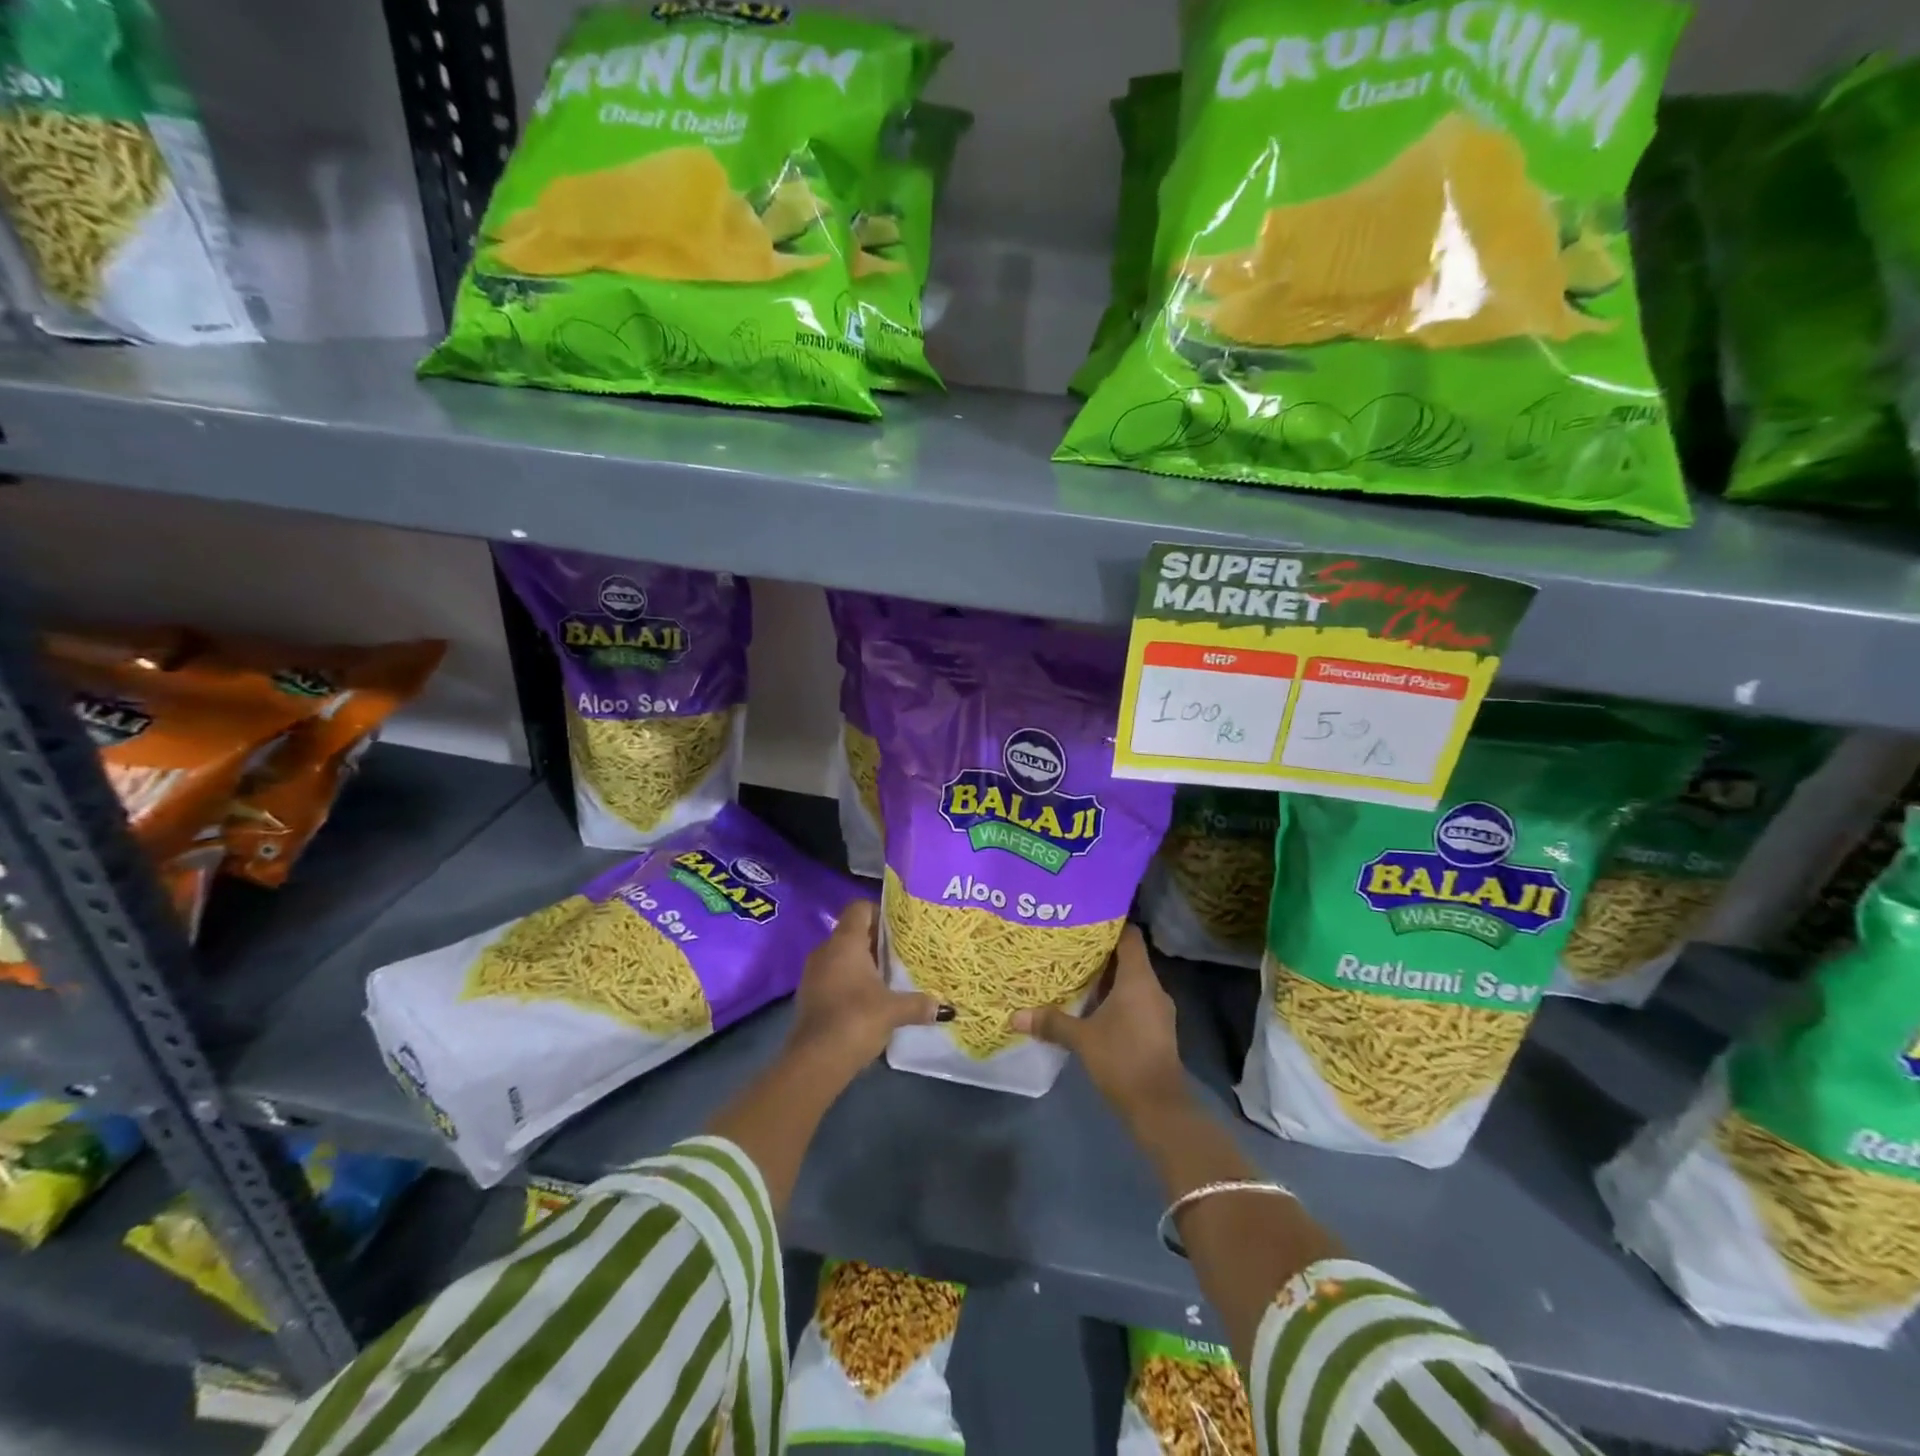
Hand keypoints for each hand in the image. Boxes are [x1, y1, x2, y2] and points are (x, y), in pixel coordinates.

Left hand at [787, 900, 944, 1077]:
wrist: (814, 1061)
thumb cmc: (856, 1019)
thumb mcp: (894, 1010)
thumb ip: (919, 1004)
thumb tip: (946, 1008)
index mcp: (845, 942)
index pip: (859, 908)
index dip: (879, 912)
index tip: (900, 928)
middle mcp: (826, 950)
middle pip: (852, 932)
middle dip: (876, 941)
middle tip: (902, 952)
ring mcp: (813, 973)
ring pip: (842, 955)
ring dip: (863, 963)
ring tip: (889, 977)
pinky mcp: (809, 995)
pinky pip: (833, 976)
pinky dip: (850, 981)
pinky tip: (869, 998)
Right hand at [1009, 926, 1186, 1121]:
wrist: (1159, 1107)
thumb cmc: (1122, 1059)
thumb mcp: (1082, 1039)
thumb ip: (1052, 1022)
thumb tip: (1014, 1016)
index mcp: (1139, 979)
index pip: (1129, 936)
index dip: (1110, 924)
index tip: (1084, 918)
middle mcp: (1152, 988)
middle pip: (1128, 958)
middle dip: (1100, 953)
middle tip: (1069, 946)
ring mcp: (1157, 1010)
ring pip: (1131, 982)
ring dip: (1107, 978)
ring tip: (1075, 973)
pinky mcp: (1156, 1029)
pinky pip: (1134, 1001)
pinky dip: (1115, 998)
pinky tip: (1091, 1006)